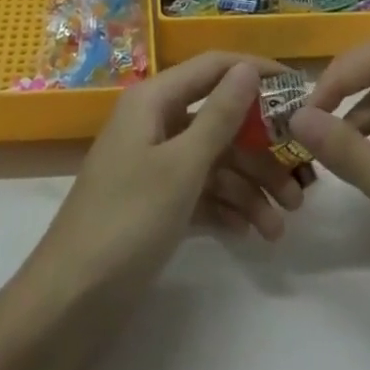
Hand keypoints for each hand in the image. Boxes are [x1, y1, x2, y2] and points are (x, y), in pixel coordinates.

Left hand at [31, 52, 304, 301]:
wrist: (68, 302)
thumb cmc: (127, 220)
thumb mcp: (181, 167)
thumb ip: (219, 116)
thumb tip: (248, 67)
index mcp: (154, 99)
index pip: (213, 68)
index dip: (254, 71)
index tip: (298, 88)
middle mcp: (155, 122)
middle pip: (218, 119)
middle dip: (260, 149)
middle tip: (301, 181)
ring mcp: (154, 164)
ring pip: (213, 161)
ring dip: (249, 187)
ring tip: (281, 226)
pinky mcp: (154, 203)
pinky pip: (199, 192)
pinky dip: (226, 208)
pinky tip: (250, 233)